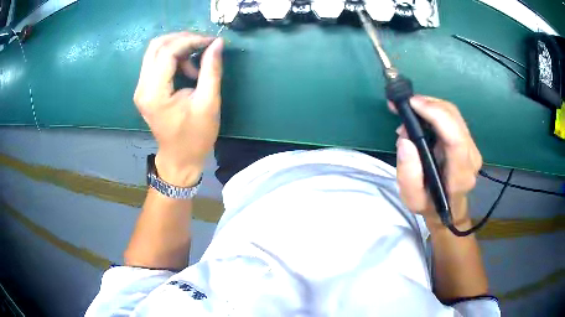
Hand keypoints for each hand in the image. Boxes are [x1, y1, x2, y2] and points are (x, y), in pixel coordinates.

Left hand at [134, 32, 223, 185]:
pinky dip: (172, 57)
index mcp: (154, 93)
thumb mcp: (208, 103)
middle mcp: (142, 88)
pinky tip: (186, 68)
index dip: (191, 41)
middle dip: (182, 39)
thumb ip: (211, 70)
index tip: (211, 42)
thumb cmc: (195, 136)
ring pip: (155, 51)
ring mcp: (140, 88)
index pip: (167, 52)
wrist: (179, 159)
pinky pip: (155, 61)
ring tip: (196, 62)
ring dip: (177, 47)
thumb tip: (217, 43)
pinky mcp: (144, 89)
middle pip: (156, 46)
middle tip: (204, 45)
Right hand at [390, 96, 482, 229]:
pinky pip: (452, 117)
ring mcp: (472, 147)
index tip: (412, 104)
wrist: (449, 208)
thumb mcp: (412, 200)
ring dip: (430, 106)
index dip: (436, 115)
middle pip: (454, 118)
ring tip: (410, 111)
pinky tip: (421, 115)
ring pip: (453, 113)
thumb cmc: (429, 205)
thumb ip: (408, 174)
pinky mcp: (469, 141)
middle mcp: (471, 157)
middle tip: (404, 106)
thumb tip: (405, 140)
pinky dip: (435, 110)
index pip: (455, 138)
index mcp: (460, 175)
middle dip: (428, 105)